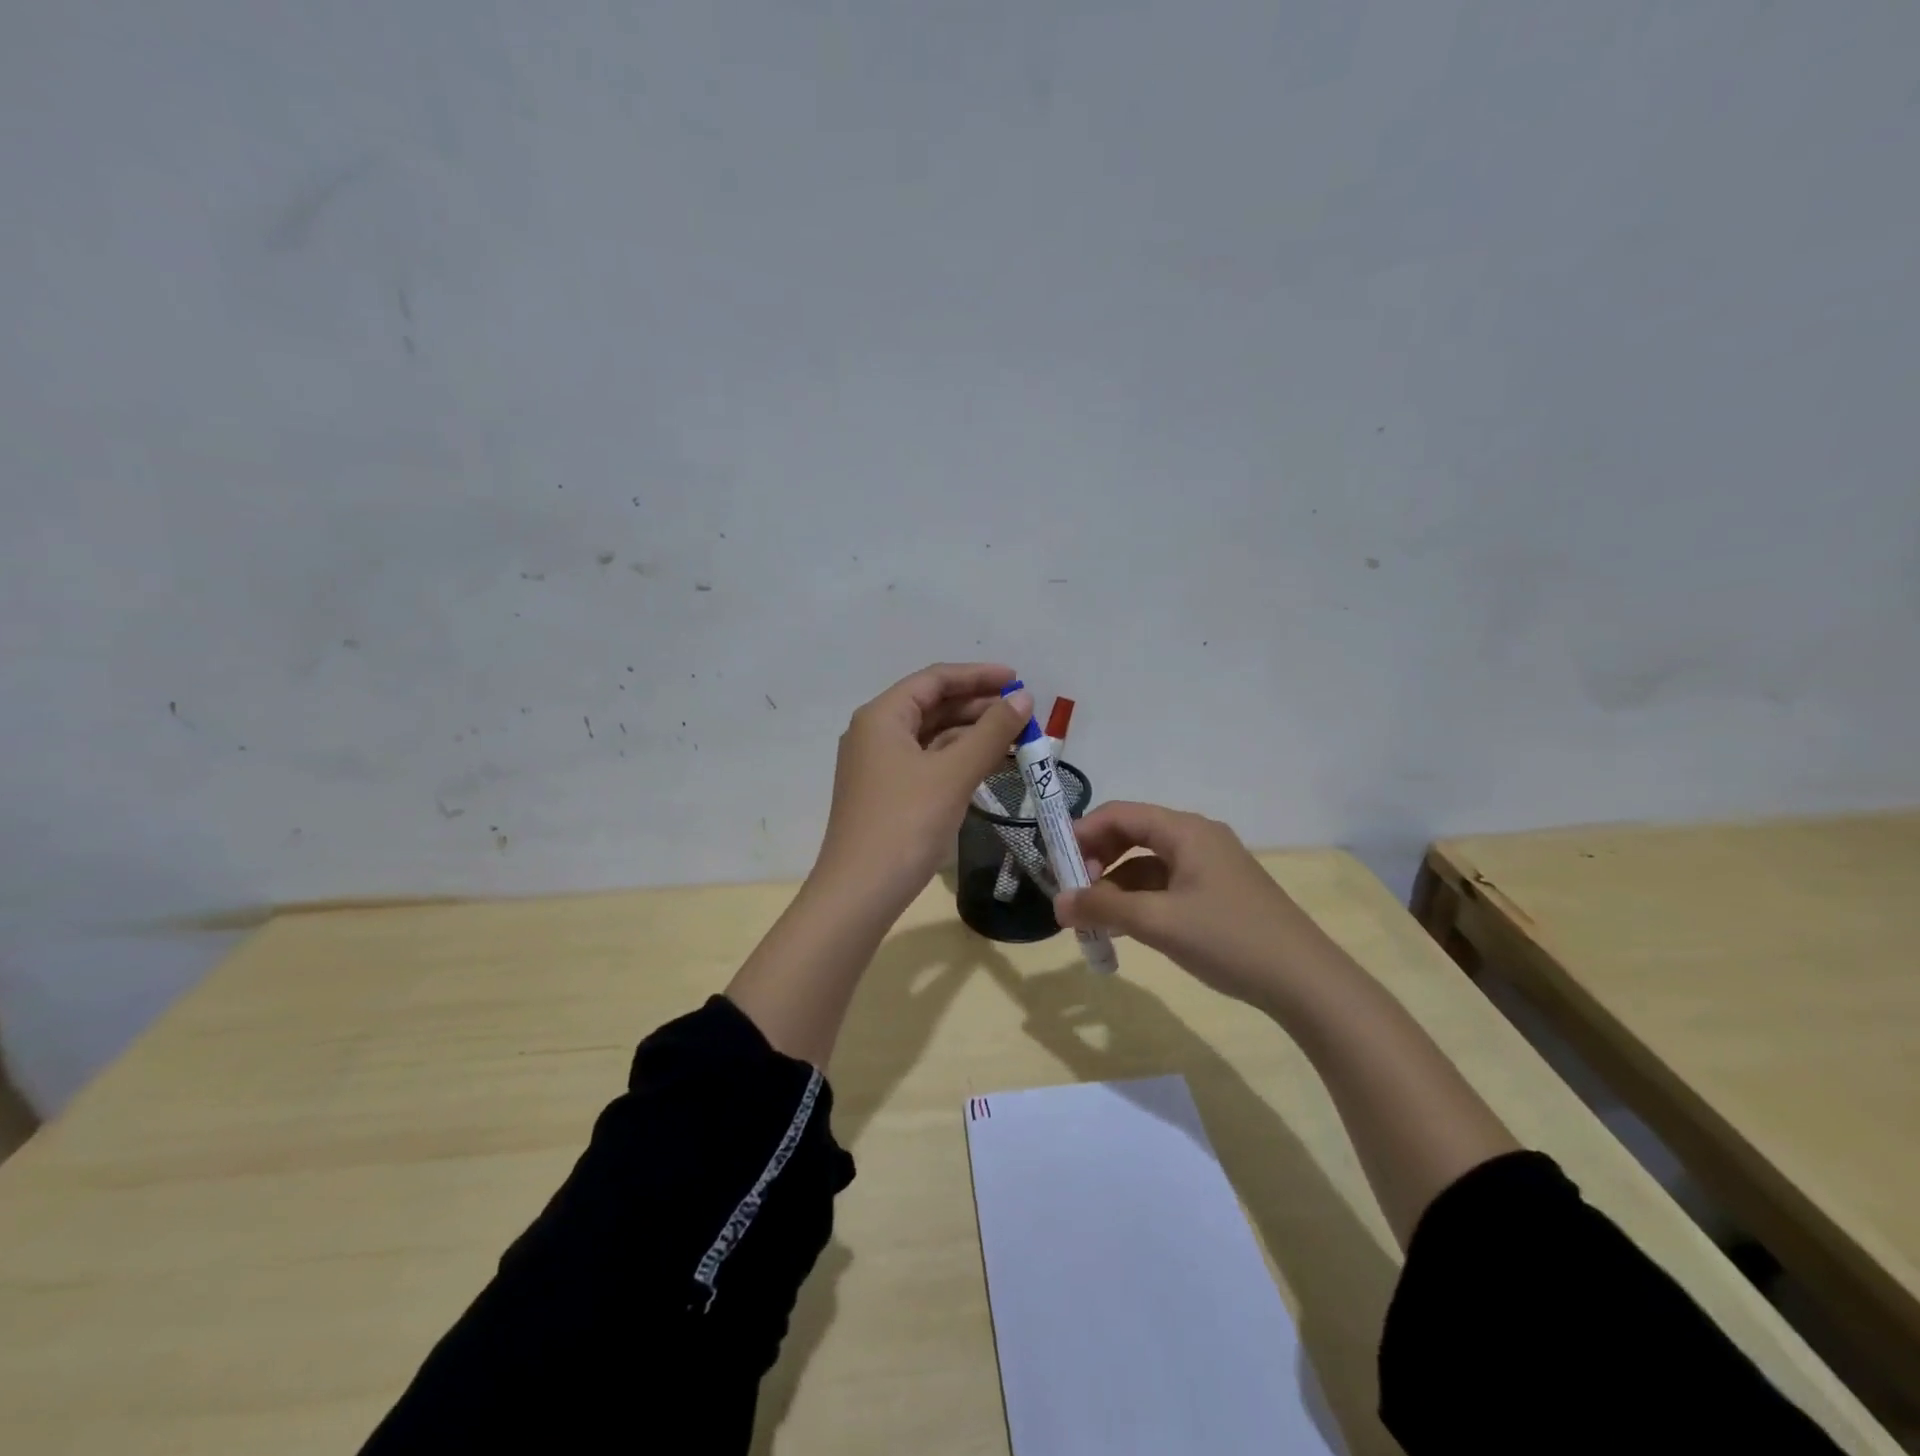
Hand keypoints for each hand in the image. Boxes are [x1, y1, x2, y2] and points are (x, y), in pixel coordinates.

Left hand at [812, 662, 1033, 915]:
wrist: (860, 892)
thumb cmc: (906, 823)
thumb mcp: (953, 773)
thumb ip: (992, 732)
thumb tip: (1023, 698)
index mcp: (882, 716)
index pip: (934, 679)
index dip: (978, 676)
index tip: (1018, 680)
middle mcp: (875, 733)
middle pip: (933, 705)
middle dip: (979, 706)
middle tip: (1023, 714)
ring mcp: (879, 765)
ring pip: (932, 736)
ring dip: (972, 735)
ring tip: (1016, 739)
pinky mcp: (887, 793)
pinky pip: (928, 762)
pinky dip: (958, 760)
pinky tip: (989, 766)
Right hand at [1054, 801, 1321, 1008]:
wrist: (1305, 982)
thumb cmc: (1228, 939)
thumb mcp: (1158, 922)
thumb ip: (1104, 908)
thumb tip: (1058, 903)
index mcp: (1185, 831)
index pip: (1120, 814)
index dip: (1082, 833)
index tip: (1055, 863)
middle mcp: (1197, 838)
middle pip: (1133, 834)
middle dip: (1097, 859)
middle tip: (1073, 891)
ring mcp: (1210, 865)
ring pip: (1148, 863)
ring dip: (1116, 884)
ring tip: (1093, 917)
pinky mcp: (1218, 892)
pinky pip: (1166, 884)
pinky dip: (1140, 899)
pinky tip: (1125, 927)